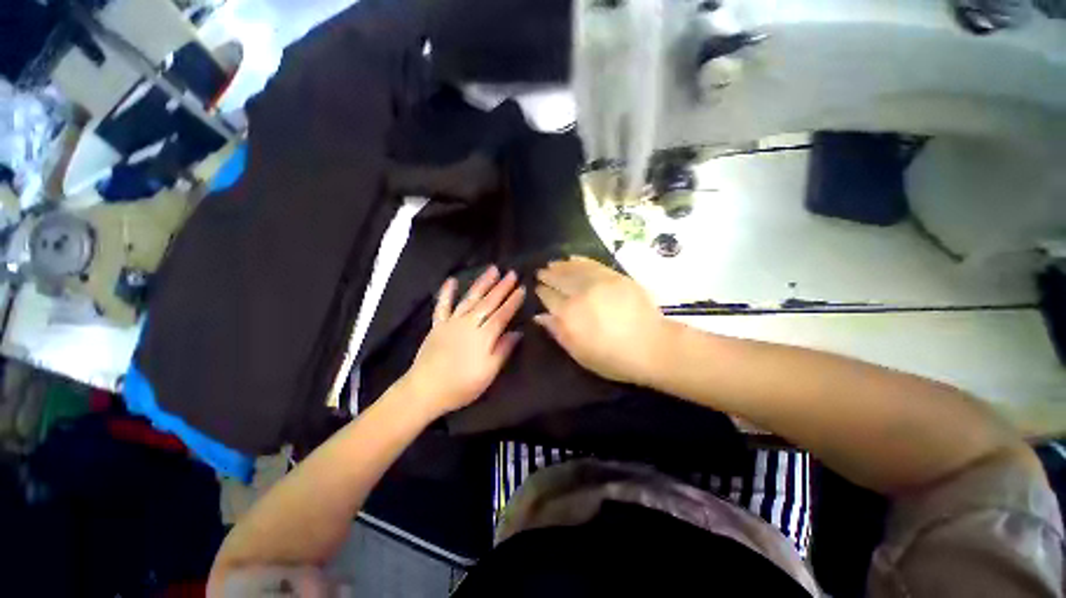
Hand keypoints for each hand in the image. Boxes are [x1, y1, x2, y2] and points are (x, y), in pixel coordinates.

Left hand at [402, 266, 525, 416]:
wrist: (425, 390)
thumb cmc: (461, 385)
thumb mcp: (489, 373)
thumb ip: (503, 350)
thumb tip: (517, 332)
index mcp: (483, 336)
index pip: (502, 315)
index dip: (513, 302)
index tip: (522, 289)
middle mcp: (469, 324)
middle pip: (488, 302)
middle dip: (501, 287)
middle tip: (512, 273)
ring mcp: (452, 322)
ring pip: (470, 298)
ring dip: (482, 283)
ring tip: (492, 269)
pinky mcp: (438, 325)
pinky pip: (442, 305)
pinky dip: (446, 292)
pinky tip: (452, 280)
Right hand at [535, 256, 668, 384]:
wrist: (651, 347)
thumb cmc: (612, 358)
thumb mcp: (579, 353)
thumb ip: (557, 332)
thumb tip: (539, 316)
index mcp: (568, 315)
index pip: (549, 298)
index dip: (542, 291)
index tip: (537, 287)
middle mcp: (580, 294)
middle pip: (559, 280)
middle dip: (548, 275)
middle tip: (541, 272)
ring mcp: (598, 282)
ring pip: (573, 269)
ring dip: (560, 265)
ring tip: (552, 263)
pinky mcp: (615, 276)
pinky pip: (592, 264)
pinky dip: (580, 260)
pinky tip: (572, 258)